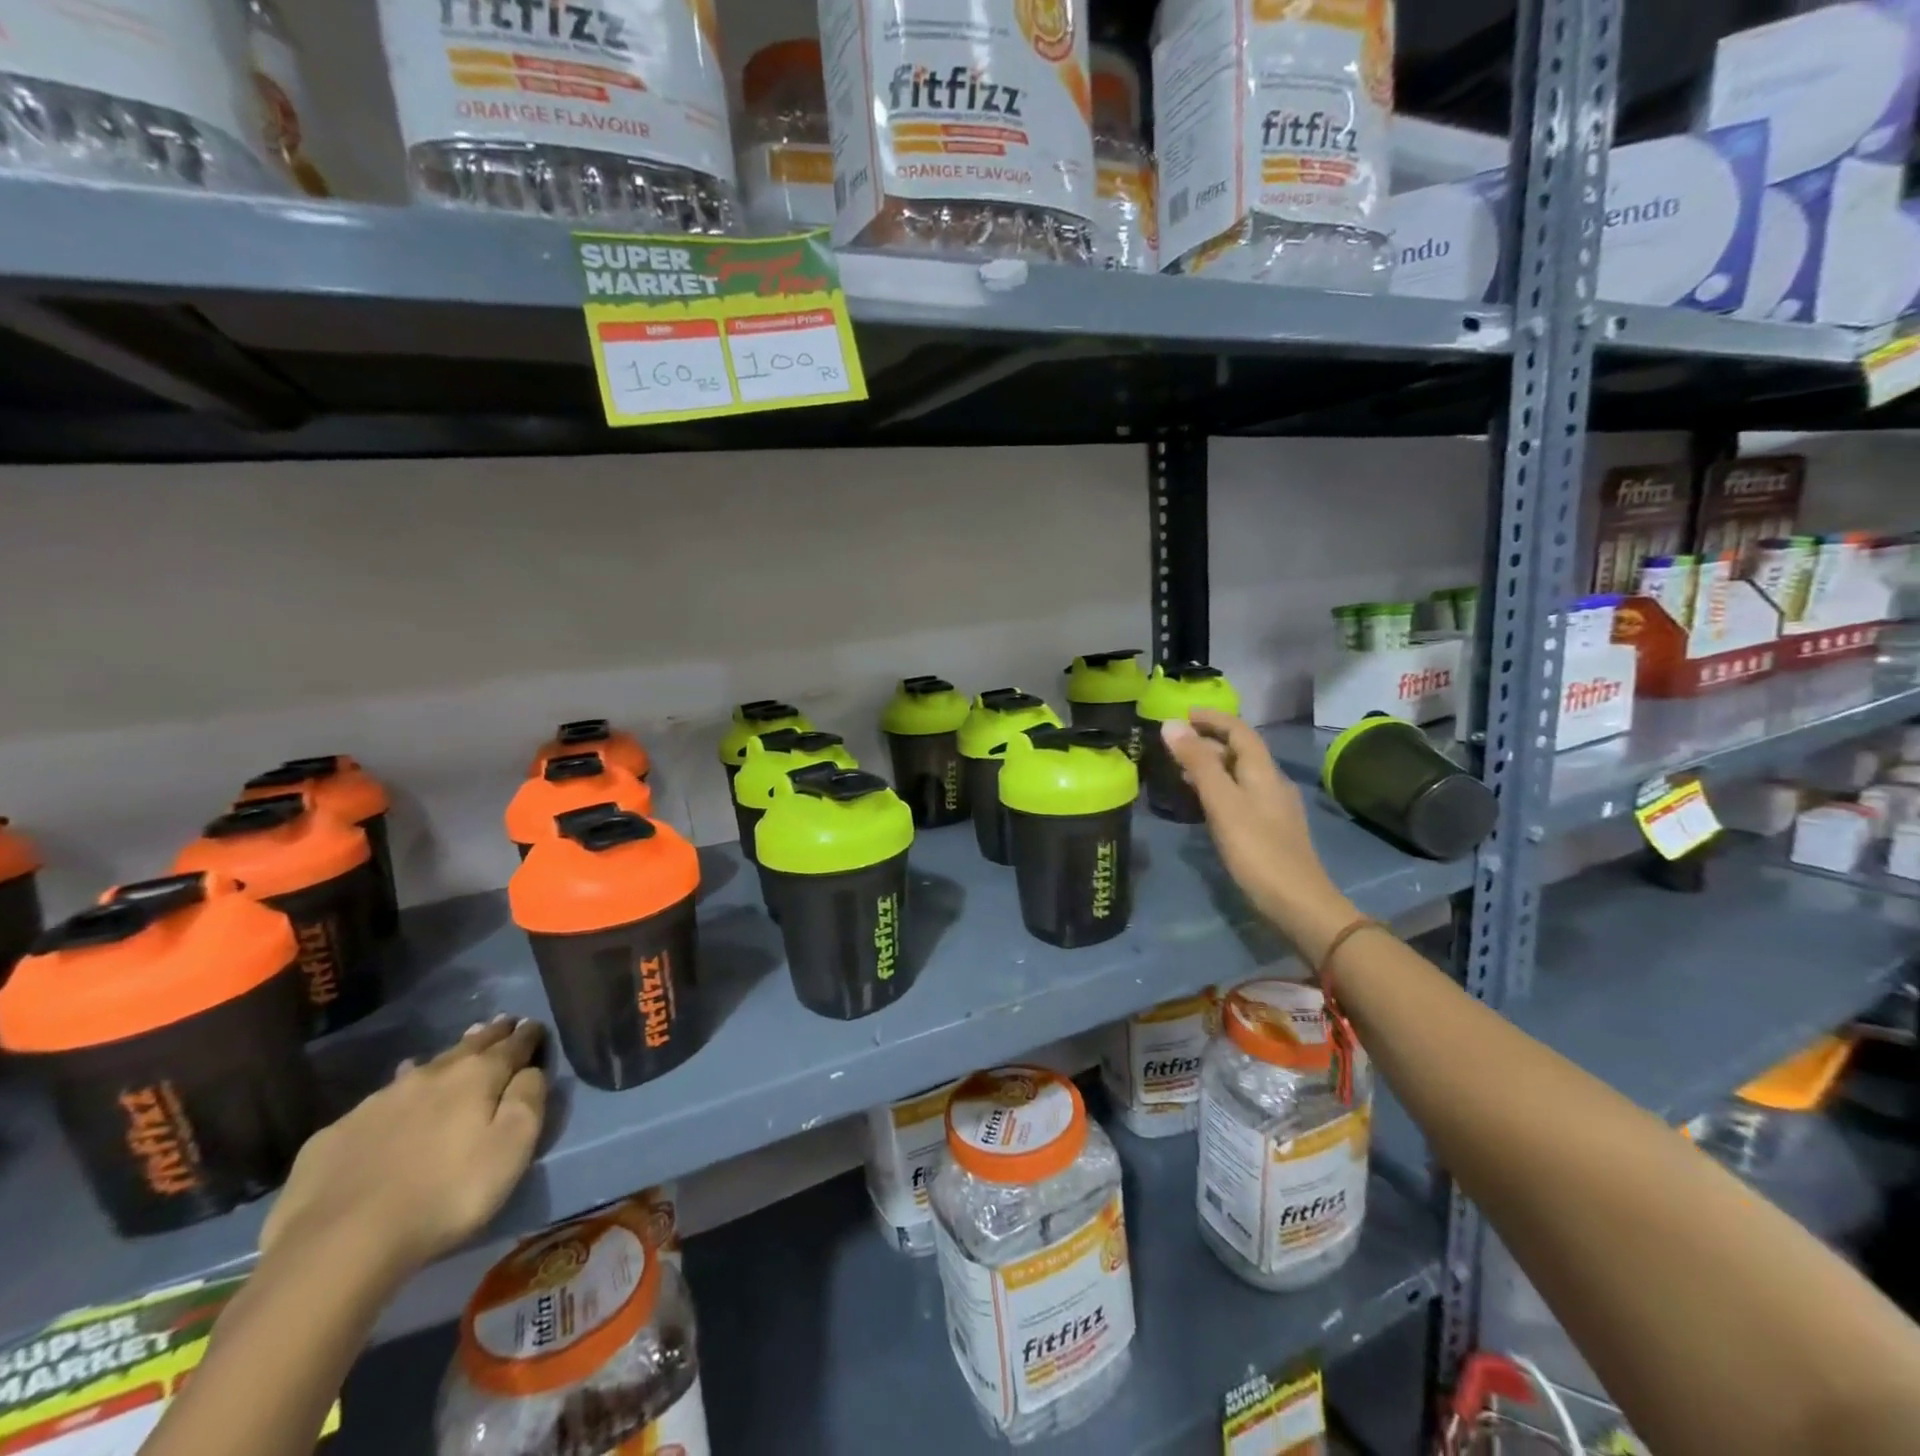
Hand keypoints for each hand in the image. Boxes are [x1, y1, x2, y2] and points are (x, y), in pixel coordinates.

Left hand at [260, 1016, 547, 1281]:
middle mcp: (430, 1076)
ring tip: (456, 1053)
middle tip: (503, 1024)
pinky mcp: (336, 1134)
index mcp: (476, 1076)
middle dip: (490, 1035)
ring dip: (445, 1060)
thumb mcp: (512, 1148)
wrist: (337, 1245)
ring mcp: (378, 1102)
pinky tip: (394, 1102)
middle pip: (468, 1046)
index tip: (535, 1025)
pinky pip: (378, 1103)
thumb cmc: (446, 1194)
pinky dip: (398, 1095)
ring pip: (423, 1068)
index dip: (527, 1035)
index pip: (512, 1045)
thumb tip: (530, 1070)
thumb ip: (528, 1100)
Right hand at [1160, 710, 1355, 959]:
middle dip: (1208, 741)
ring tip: (1180, 769)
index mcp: (1263, 772)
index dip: (1212, 718)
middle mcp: (1272, 783)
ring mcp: (1273, 808)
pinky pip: (1240, 796)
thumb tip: (1171, 725)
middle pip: (1240, 751)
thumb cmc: (1257, 851)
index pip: (1239, 731)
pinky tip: (1203, 804)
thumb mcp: (1222, 803)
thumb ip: (1198, 763)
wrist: (1299, 905)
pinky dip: (1218, 788)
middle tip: (1173, 743)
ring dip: (1211, 765)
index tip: (1181, 714)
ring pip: (1239, 775)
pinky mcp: (1269, 831)